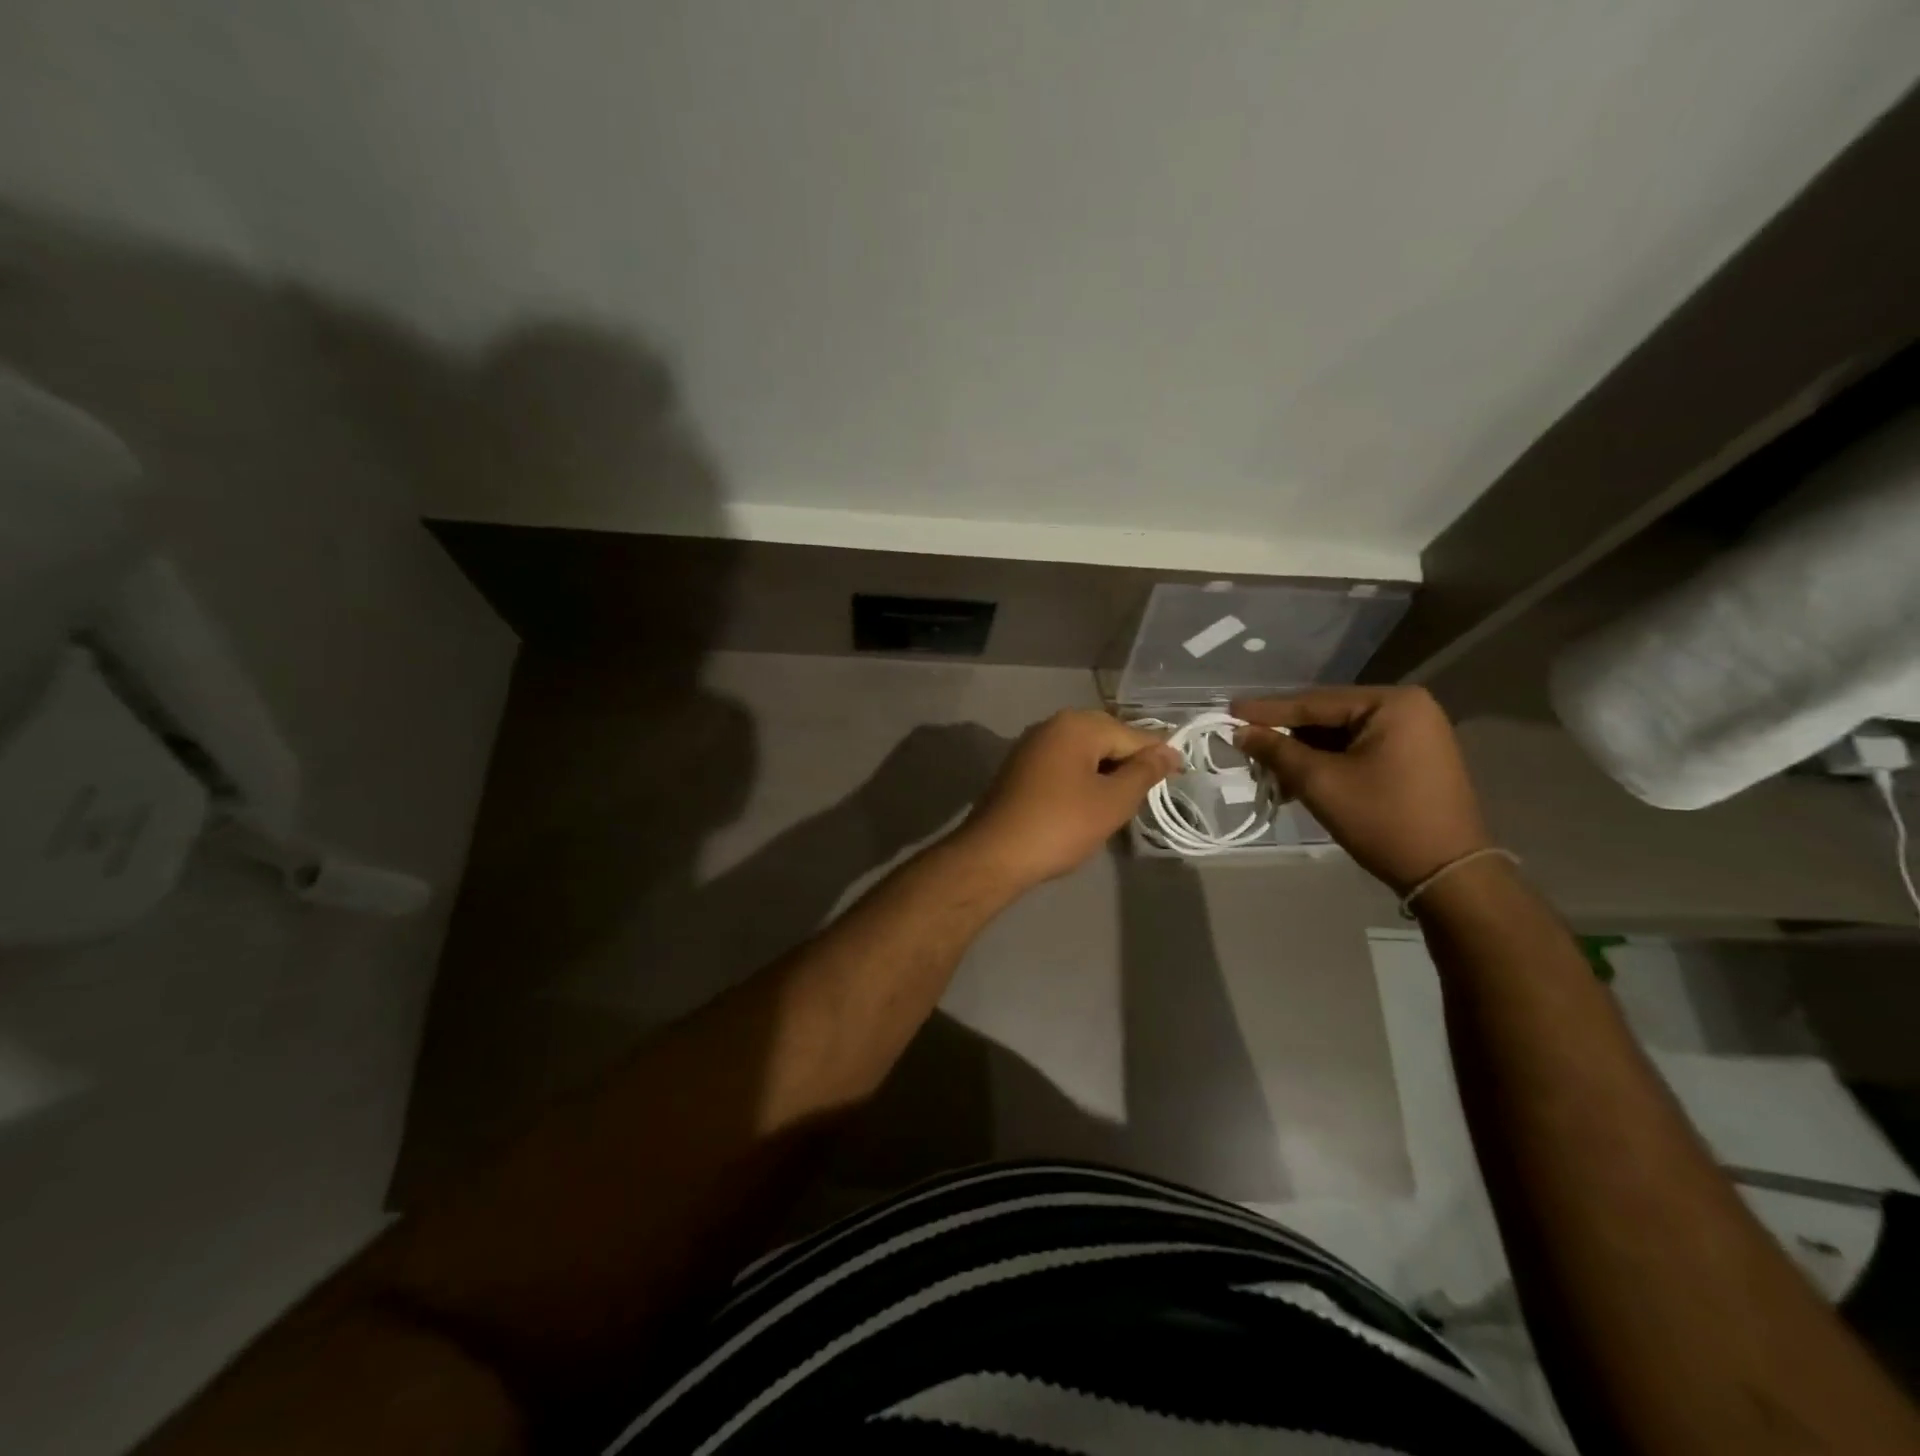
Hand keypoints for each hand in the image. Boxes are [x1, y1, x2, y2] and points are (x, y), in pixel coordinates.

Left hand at [955, 710, 1179, 887]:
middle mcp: (1053, 725)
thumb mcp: (1113, 801)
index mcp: (1077, 725)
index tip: (1181, 774)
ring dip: (1106, 772)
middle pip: (1107, 737)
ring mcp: (1032, 745)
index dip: (1159, 755)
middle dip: (1130, 762)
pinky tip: (1090, 802)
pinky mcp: (1020, 767)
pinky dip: (1082, 778)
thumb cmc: (1061, 825)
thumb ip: (1144, 772)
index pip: (1132, 734)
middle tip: (1151, 792)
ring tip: (1123, 801)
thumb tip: (1169, 751)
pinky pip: (1064, 764)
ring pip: (1084, 752)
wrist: (994, 854)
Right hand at [1232, 686, 1489, 892]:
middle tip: (1244, 740)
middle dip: (1285, 733)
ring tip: (1266, 767)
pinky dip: (1327, 762)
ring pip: (1340, 735)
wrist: (1447, 874)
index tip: (1229, 710)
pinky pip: (1358, 749)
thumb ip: (1277, 750)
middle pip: (1328, 716)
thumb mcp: (1320, 782)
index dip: (1267, 710)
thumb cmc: (1383, 820)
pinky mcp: (1414, 758)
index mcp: (1393, 703)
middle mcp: (1409, 708)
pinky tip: (1299, 777)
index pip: (1315, 702)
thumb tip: (1240, 731)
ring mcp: (1415, 733)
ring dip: (1303, 752)